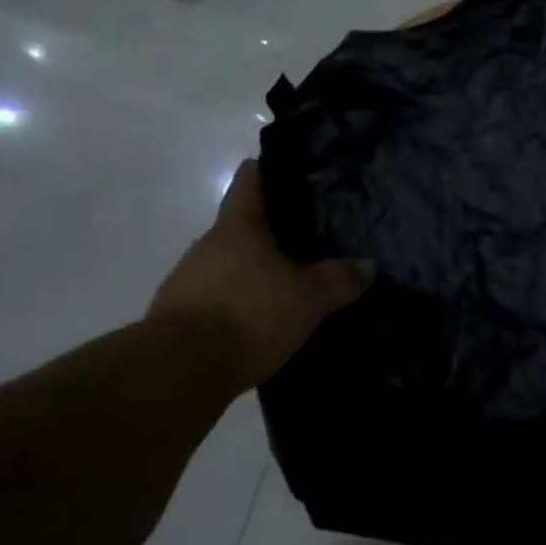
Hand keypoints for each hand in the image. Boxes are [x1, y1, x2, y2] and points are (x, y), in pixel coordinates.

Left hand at [149, 160, 370, 388]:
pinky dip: (240, 305)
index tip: (299, 175)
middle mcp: (208, 245)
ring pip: (230, 264)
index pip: (251, 179)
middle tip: (312, 240)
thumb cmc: (248, 314)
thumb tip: (368, 265)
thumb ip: (339, 279)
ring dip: (256, 272)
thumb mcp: (308, 298)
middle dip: (274, 232)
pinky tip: (264, 323)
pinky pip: (217, 300)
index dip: (272, 170)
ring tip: (291, 286)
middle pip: (242, 225)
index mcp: (238, 226)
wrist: (178, 374)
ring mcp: (188, 281)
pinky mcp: (179, 319)